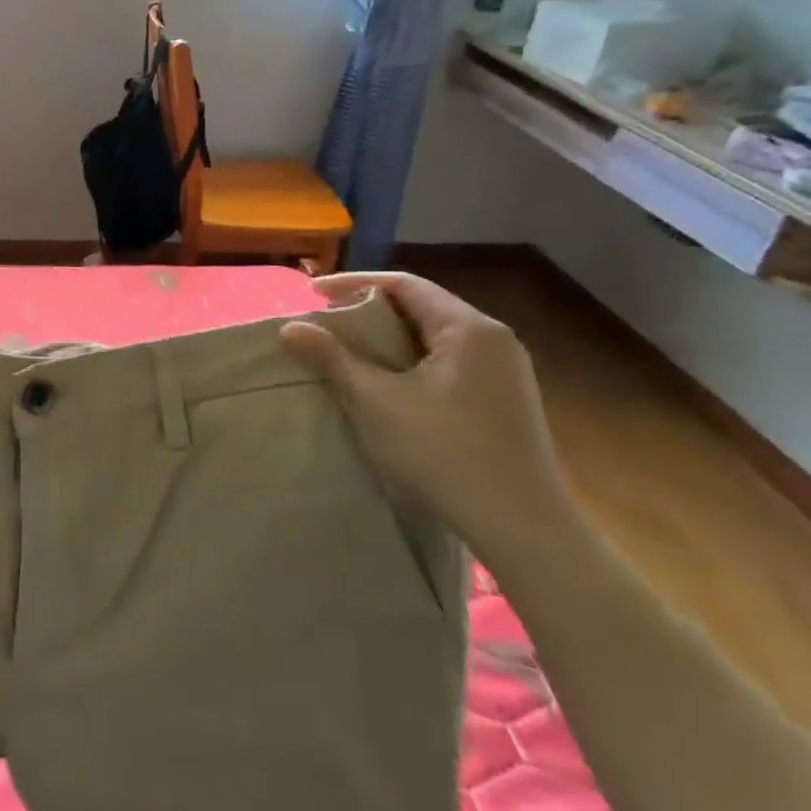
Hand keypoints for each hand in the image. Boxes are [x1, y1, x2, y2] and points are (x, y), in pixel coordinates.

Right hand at [278, 271, 574, 563]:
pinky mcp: (504, 402)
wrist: (522, 527)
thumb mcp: (375, 401)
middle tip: (326, 323)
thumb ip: (331, 358)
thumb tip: (289, 327)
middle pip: (421, 308)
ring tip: (348, 352)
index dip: (353, 283)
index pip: (404, 285)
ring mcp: (505, 373)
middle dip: (369, 311)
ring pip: (433, 338)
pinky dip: (409, 362)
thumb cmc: (444, 452)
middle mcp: (494, 341)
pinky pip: (447, 363)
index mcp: (469, 329)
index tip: (312, 294)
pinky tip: (387, 385)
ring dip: (388, 339)